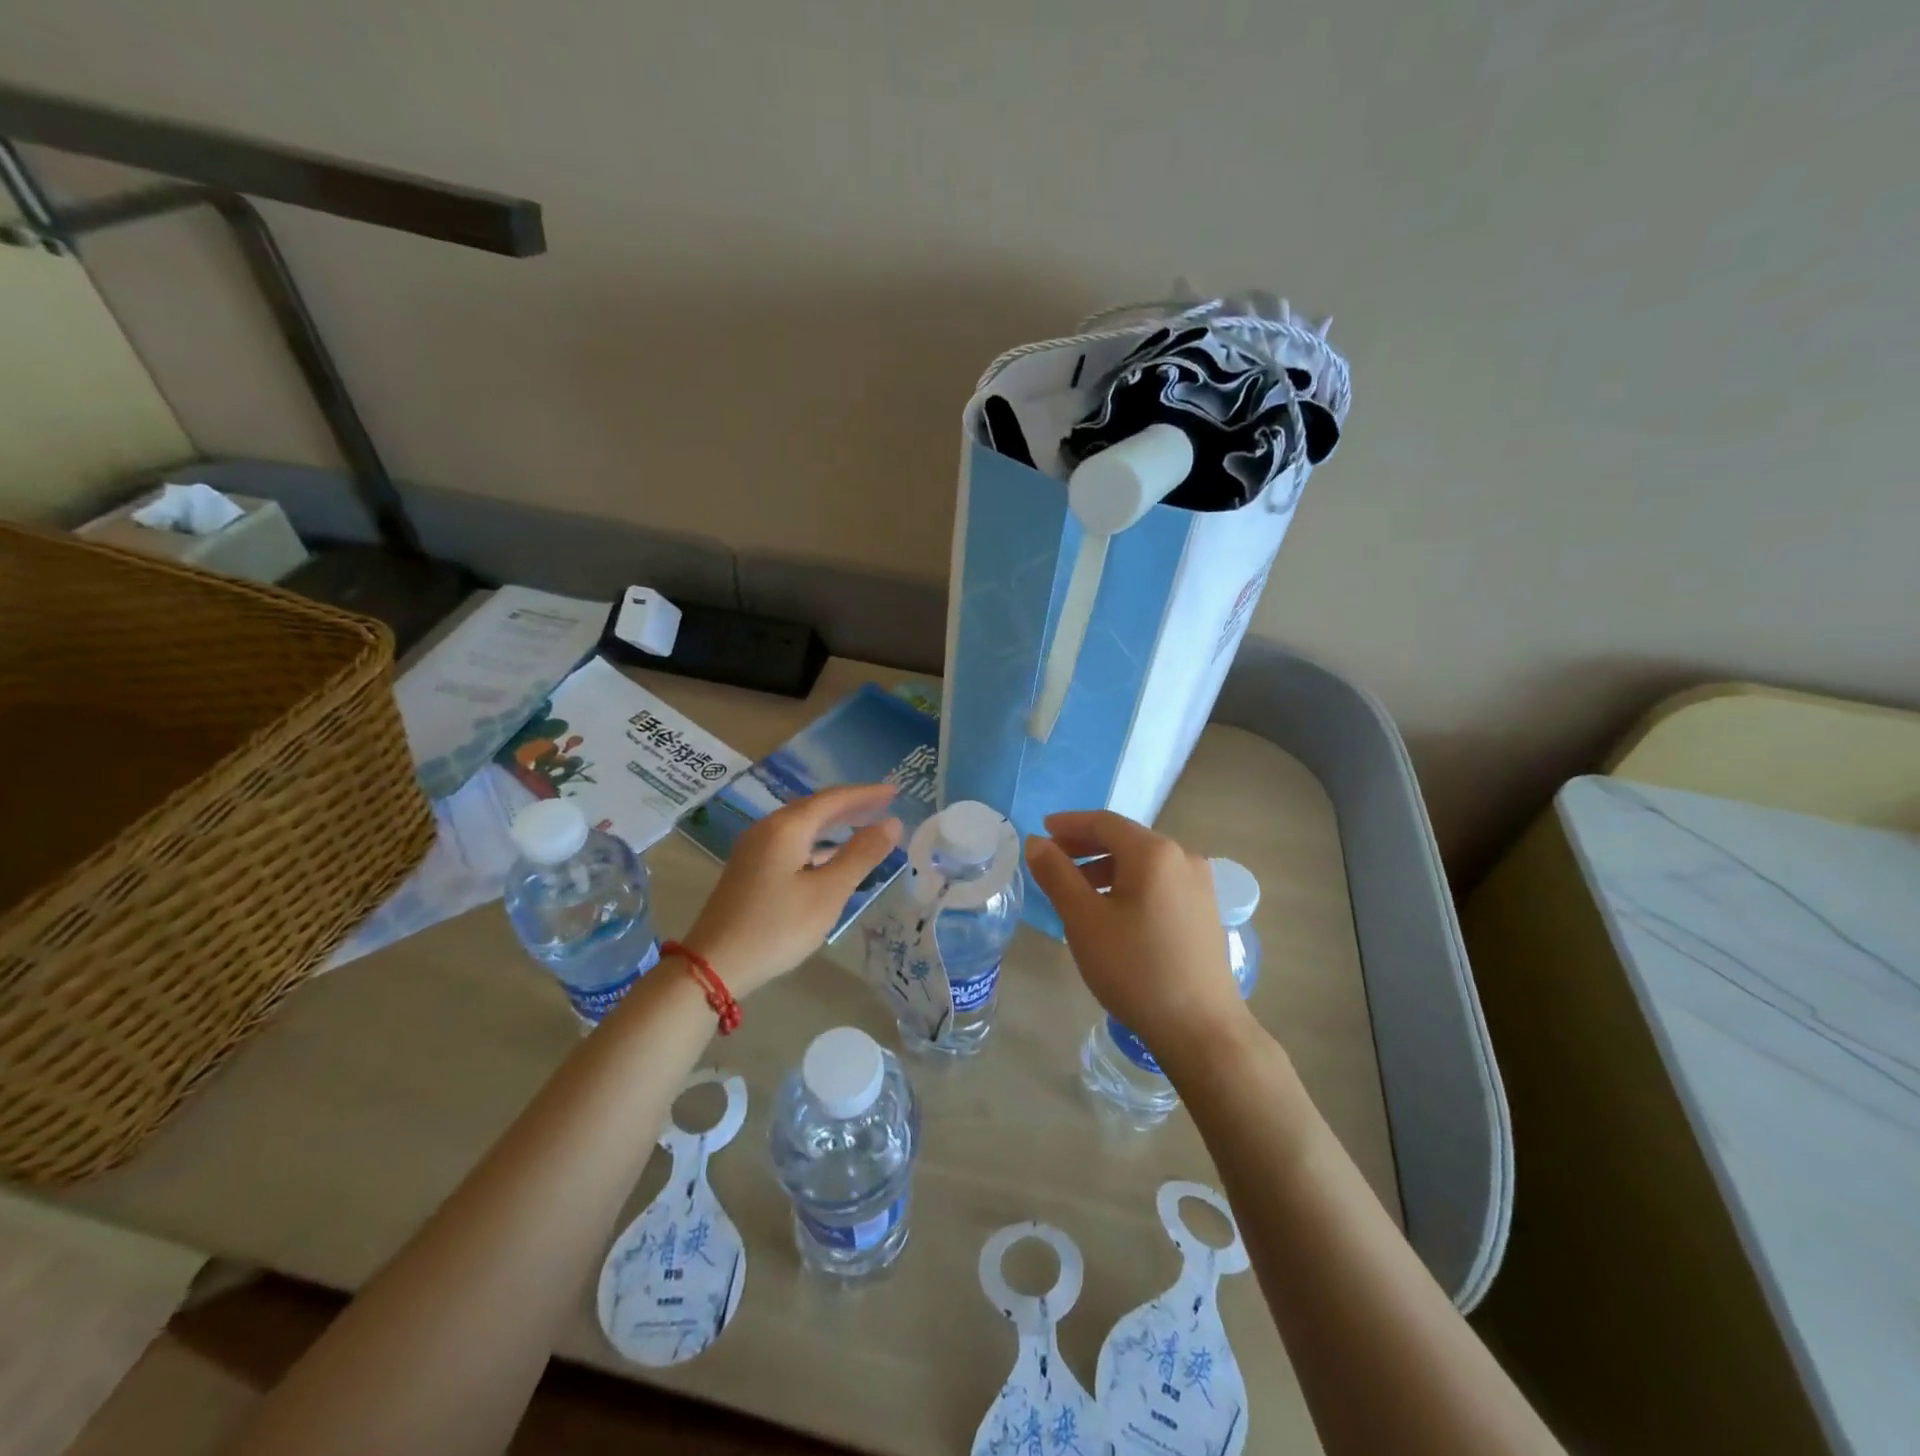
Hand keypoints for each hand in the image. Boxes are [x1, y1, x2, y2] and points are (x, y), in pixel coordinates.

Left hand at [681, 783, 901, 996]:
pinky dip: (818, 842)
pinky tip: (832, 857)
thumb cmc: (777, 927)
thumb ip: (861, 855)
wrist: (714, 965)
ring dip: (835, 824)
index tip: (895, 791)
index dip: (866, 794)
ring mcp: (755, 849)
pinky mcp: (750, 869)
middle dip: (851, 805)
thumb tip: (892, 823)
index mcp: (787, 827)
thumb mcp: (828, 893)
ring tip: (865, 826)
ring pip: (803, 825)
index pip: (833, 799)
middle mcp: (768, 829)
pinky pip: (792, 842)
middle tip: (884, 805)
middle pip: (816, 807)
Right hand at [1025, 810, 1250, 1071]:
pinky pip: (1159, 883)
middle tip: (1052, 861)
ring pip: (1143, 863)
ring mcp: (1199, 885)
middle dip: (1086, 847)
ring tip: (1076, 892)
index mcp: (1154, 852)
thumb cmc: (1135, 968)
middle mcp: (1182, 857)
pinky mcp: (1204, 911)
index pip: (1104, 823)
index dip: (1069, 824)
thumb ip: (1056, 875)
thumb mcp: (1084, 919)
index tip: (1041, 831)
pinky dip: (1129, 885)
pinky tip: (1112, 912)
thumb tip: (1037, 843)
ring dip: (1105, 868)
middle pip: (1126, 840)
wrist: (1200, 1028)